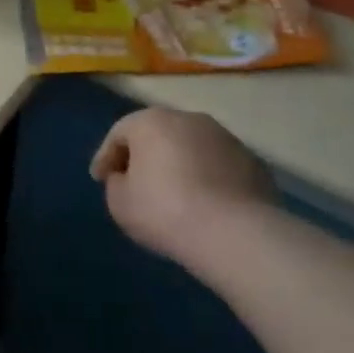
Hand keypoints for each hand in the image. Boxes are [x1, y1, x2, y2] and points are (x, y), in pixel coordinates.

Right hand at [91, 108, 273, 260]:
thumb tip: (127, 178)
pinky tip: (205, 204)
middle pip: (158, 134)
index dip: (105, 157)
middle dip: (145, 156)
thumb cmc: (164, 211)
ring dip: (179, 165)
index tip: (100, 179)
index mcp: (151, 121)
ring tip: (174, 194)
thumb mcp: (119, 202)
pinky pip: (218, 167)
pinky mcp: (253, 162)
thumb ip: (116, 183)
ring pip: (191, 147)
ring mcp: (226, 138)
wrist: (235, 233)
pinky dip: (208, 179)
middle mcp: (189, 119)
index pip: (119, 133)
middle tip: (135, 182)